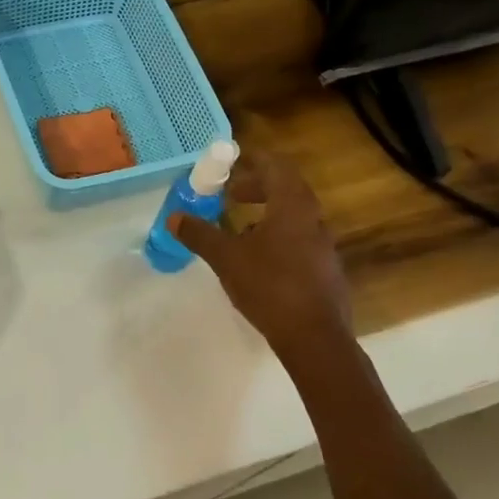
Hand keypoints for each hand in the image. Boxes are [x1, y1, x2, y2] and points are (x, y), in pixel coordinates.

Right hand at [171, 149, 355, 365]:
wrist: (314, 337)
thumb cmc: (270, 286)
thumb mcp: (226, 258)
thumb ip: (200, 234)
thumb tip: (174, 217)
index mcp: (292, 206)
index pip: (276, 167)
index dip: (253, 161)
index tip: (232, 163)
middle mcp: (313, 218)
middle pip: (286, 189)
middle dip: (257, 187)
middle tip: (230, 194)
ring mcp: (323, 245)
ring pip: (293, 216)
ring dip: (267, 213)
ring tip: (240, 228)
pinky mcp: (324, 269)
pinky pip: (298, 239)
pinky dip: (277, 236)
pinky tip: (258, 259)